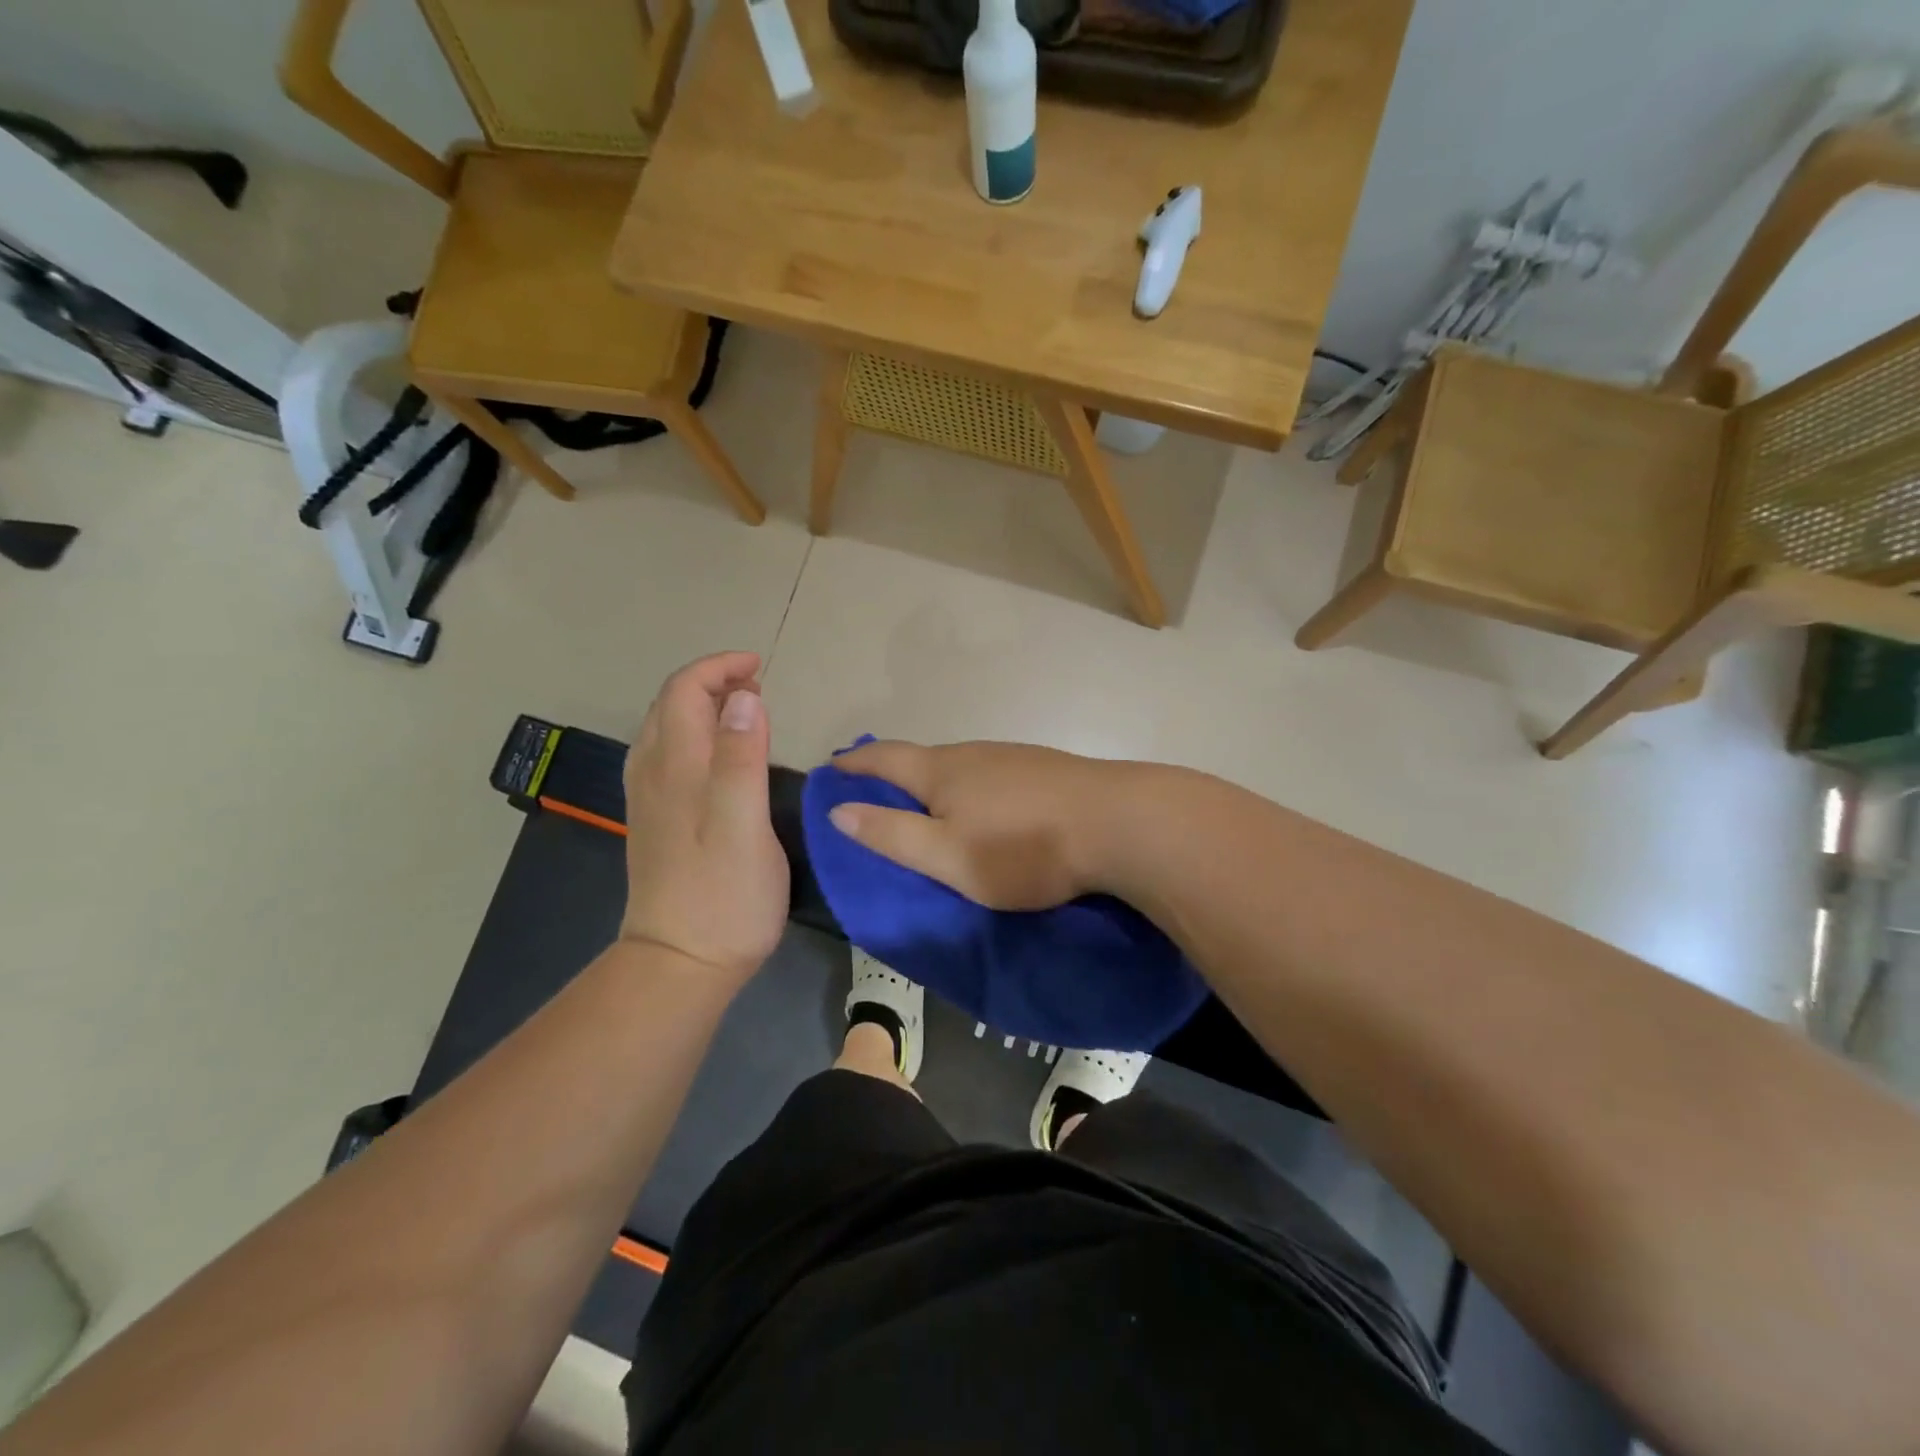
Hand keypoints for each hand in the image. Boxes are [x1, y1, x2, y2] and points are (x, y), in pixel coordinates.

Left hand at [620, 652, 788, 985]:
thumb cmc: (724, 895)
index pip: (686, 690)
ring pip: (666, 729)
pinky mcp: (656, 821)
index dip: (721, 668)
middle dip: (712, 682)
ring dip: (701, 705)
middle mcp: (654, 773)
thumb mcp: (743, 824)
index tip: (762, 670)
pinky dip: (693, 734)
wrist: (680, 963)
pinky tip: (717, 755)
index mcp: (677, 767)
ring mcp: (649, 798)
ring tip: (745, 713)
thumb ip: (740, 758)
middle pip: (671, 704)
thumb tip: (743, 697)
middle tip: (759, 690)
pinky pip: (667, 755)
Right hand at [826, 740, 1116, 909]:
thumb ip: (891, 834)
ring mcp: (1014, 757)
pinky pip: (992, 774)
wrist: (1117, 823)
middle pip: (922, 757)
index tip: (832, 766)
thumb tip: (839, 809)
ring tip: (926, 799)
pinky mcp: (1045, 769)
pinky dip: (971, 786)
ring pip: (961, 764)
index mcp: (942, 770)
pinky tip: (984, 803)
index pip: (884, 758)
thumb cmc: (1023, 848)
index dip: (854, 763)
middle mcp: (974, 752)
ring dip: (934, 778)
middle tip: (873, 788)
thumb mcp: (947, 856)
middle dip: (893, 770)